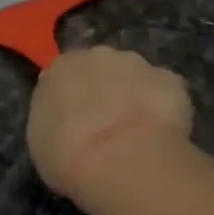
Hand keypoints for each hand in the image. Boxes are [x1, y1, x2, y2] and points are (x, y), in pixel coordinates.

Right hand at [28, 46, 192, 201]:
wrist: (120, 158)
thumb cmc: (67, 155)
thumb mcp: (42, 143)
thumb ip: (53, 121)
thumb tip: (65, 119)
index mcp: (60, 68)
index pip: (63, 76)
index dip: (72, 99)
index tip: (76, 123)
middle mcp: (98, 55)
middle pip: (101, 69)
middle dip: (106, 92)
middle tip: (107, 128)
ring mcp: (138, 64)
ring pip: (136, 77)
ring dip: (136, 97)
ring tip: (138, 135)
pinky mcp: (171, 80)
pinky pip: (165, 93)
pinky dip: (165, 109)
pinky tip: (162, 136)